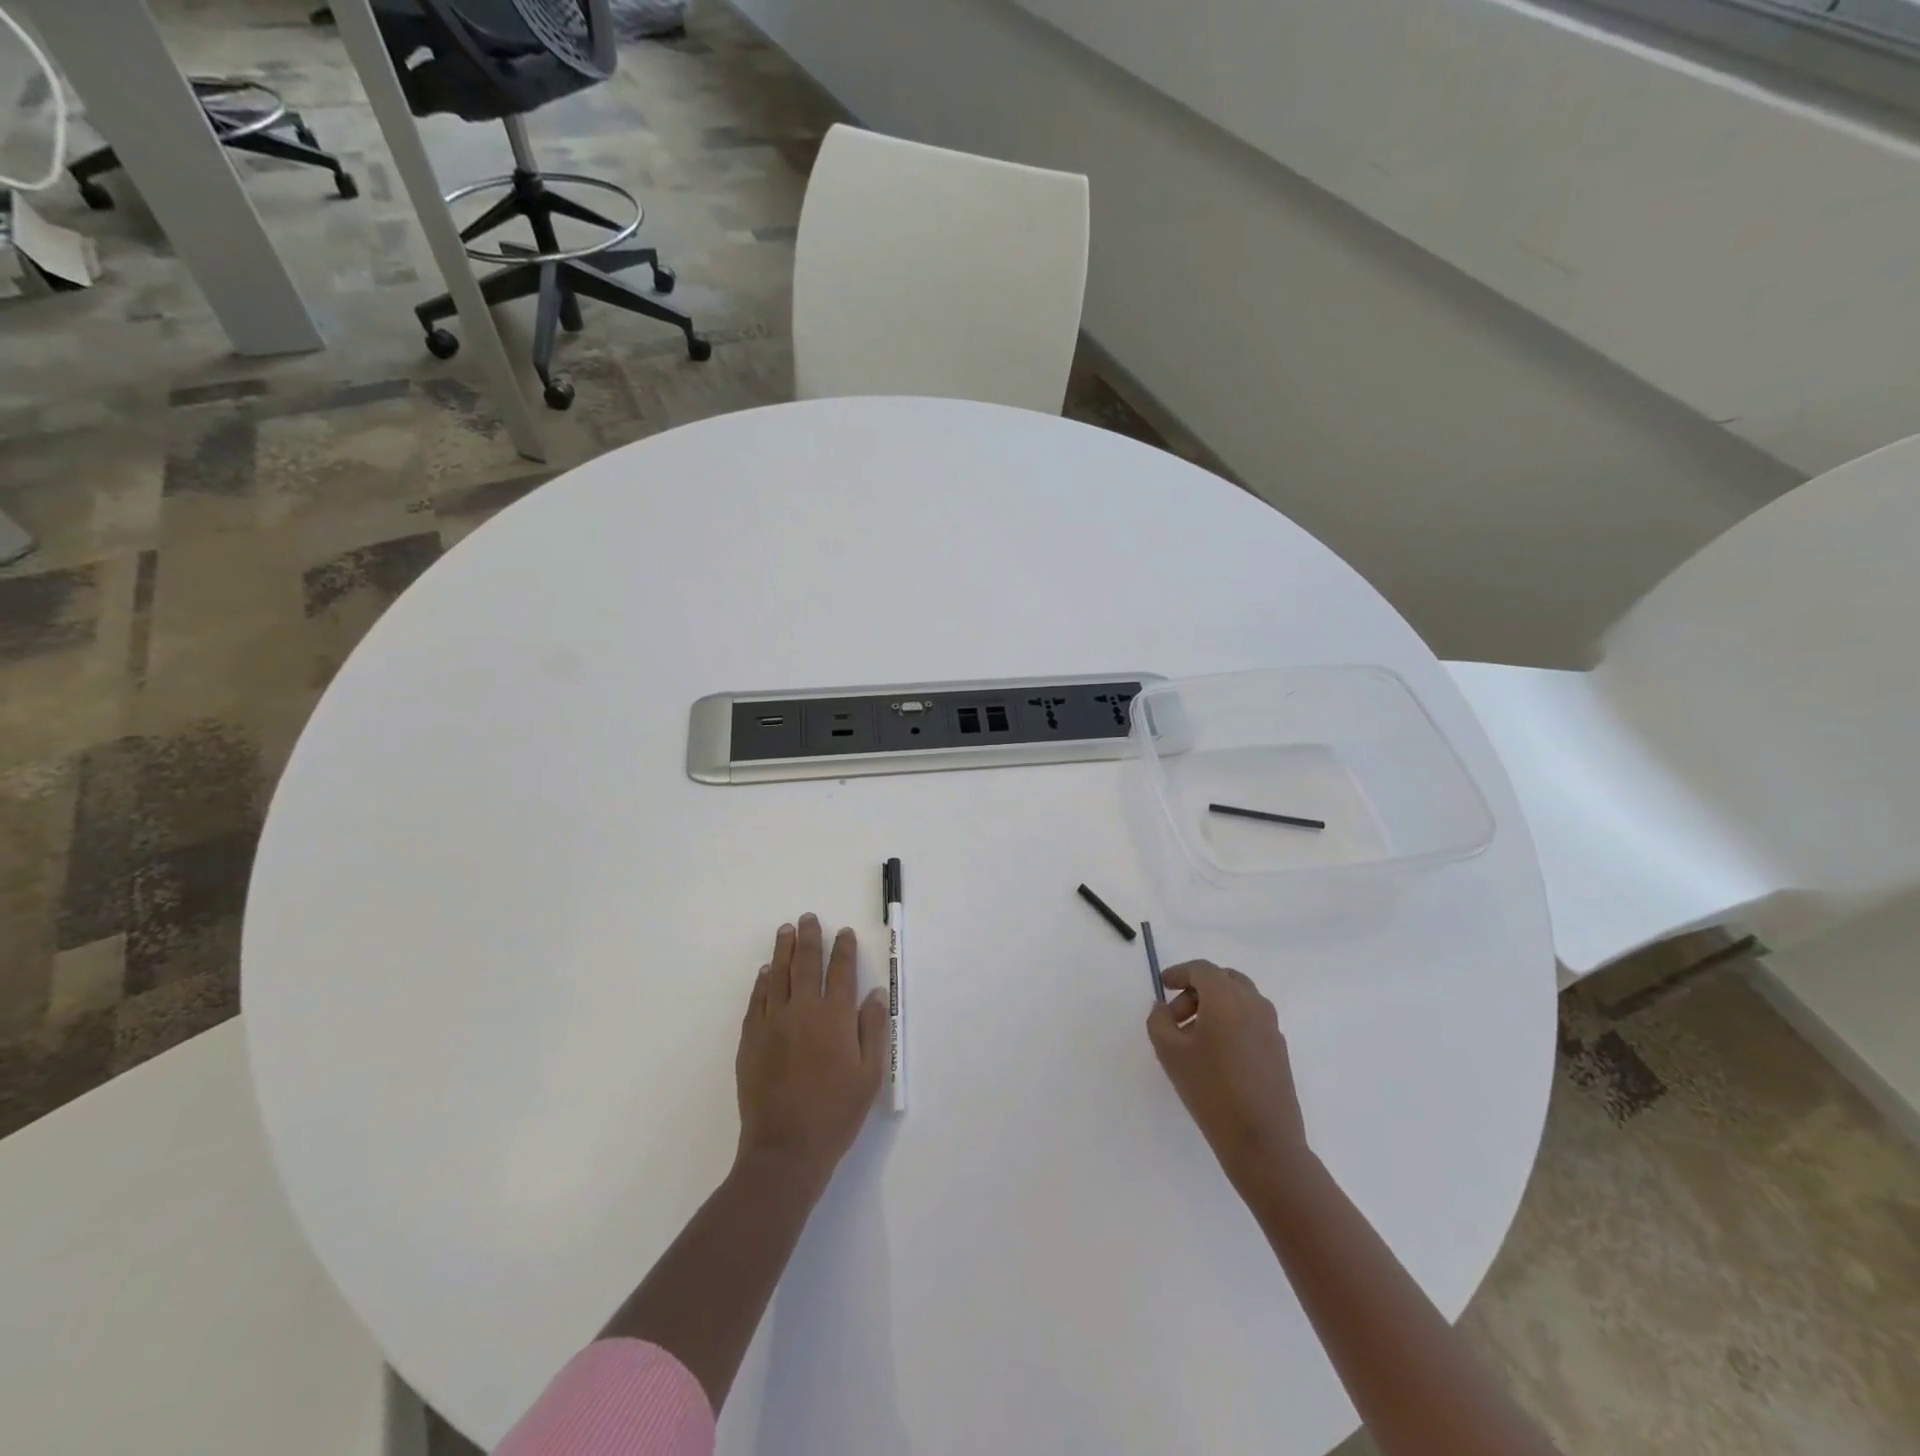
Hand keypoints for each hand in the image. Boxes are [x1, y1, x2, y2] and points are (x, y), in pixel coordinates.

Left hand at [735, 914, 888, 1185]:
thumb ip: (872, 1029)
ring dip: (783, 950)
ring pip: (778, 975)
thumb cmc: (836, 1113)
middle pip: (806, 964)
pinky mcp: (751, 1040)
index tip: (844, 933)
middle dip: (810, 938)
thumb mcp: (870, 1075)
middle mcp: (803, 1011)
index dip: (844, 949)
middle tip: (809, 918)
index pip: (841, 972)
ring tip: (786, 930)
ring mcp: (773, 1023)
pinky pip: (757, 1000)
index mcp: (835, 1018)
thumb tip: (873, 993)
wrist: (785, 1149)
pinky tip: (766, 972)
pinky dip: (762, 982)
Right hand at [1147, 961, 1307, 1185]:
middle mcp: (1254, 1004)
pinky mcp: (1279, 1050)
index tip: (1163, 985)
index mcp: (1227, 998)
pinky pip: (1251, 1020)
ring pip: (1239, 999)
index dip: (1179, 973)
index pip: (1202, 969)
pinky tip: (1216, 1054)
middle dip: (1197, 990)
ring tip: (1193, 1038)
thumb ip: (1159, 1021)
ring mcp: (1271, 1027)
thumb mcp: (1170, 1053)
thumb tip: (1164, 1008)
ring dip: (1214, 1006)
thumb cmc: (1211, 1090)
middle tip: (1176, 1015)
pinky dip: (1231, 1022)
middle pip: (1223, 979)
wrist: (1263, 1142)